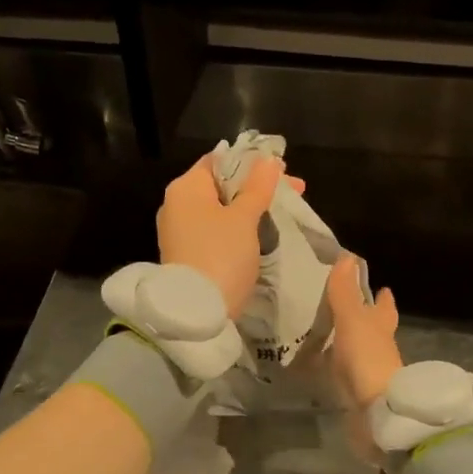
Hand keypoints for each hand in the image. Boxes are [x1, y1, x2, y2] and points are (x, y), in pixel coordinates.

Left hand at [156, 154, 294, 315]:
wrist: (196, 313)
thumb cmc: (221, 255)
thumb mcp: (244, 219)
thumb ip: (257, 187)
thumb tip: (268, 160)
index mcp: (185, 187)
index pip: (220, 160)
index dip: (253, 161)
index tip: (284, 170)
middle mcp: (177, 204)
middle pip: (222, 185)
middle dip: (258, 186)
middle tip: (295, 191)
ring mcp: (180, 231)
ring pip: (221, 209)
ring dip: (251, 207)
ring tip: (283, 212)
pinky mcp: (187, 254)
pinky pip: (216, 230)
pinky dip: (238, 227)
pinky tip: (262, 232)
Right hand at [324, 254, 401, 408]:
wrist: (377, 411)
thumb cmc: (367, 357)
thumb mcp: (352, 319)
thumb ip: (345, 292)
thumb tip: (346, 256)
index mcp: (382, 325)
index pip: (384, 306)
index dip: (382, 297)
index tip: (381, 287)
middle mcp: (380, 346)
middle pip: (375, 328)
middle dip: (365, 319)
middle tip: (347, 308)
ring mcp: (370, 370)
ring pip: (359, 349)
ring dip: (347, 342)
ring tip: (326, 333)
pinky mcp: (358, 392)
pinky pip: (345, 373)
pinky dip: (335, 366)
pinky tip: (320, 365)